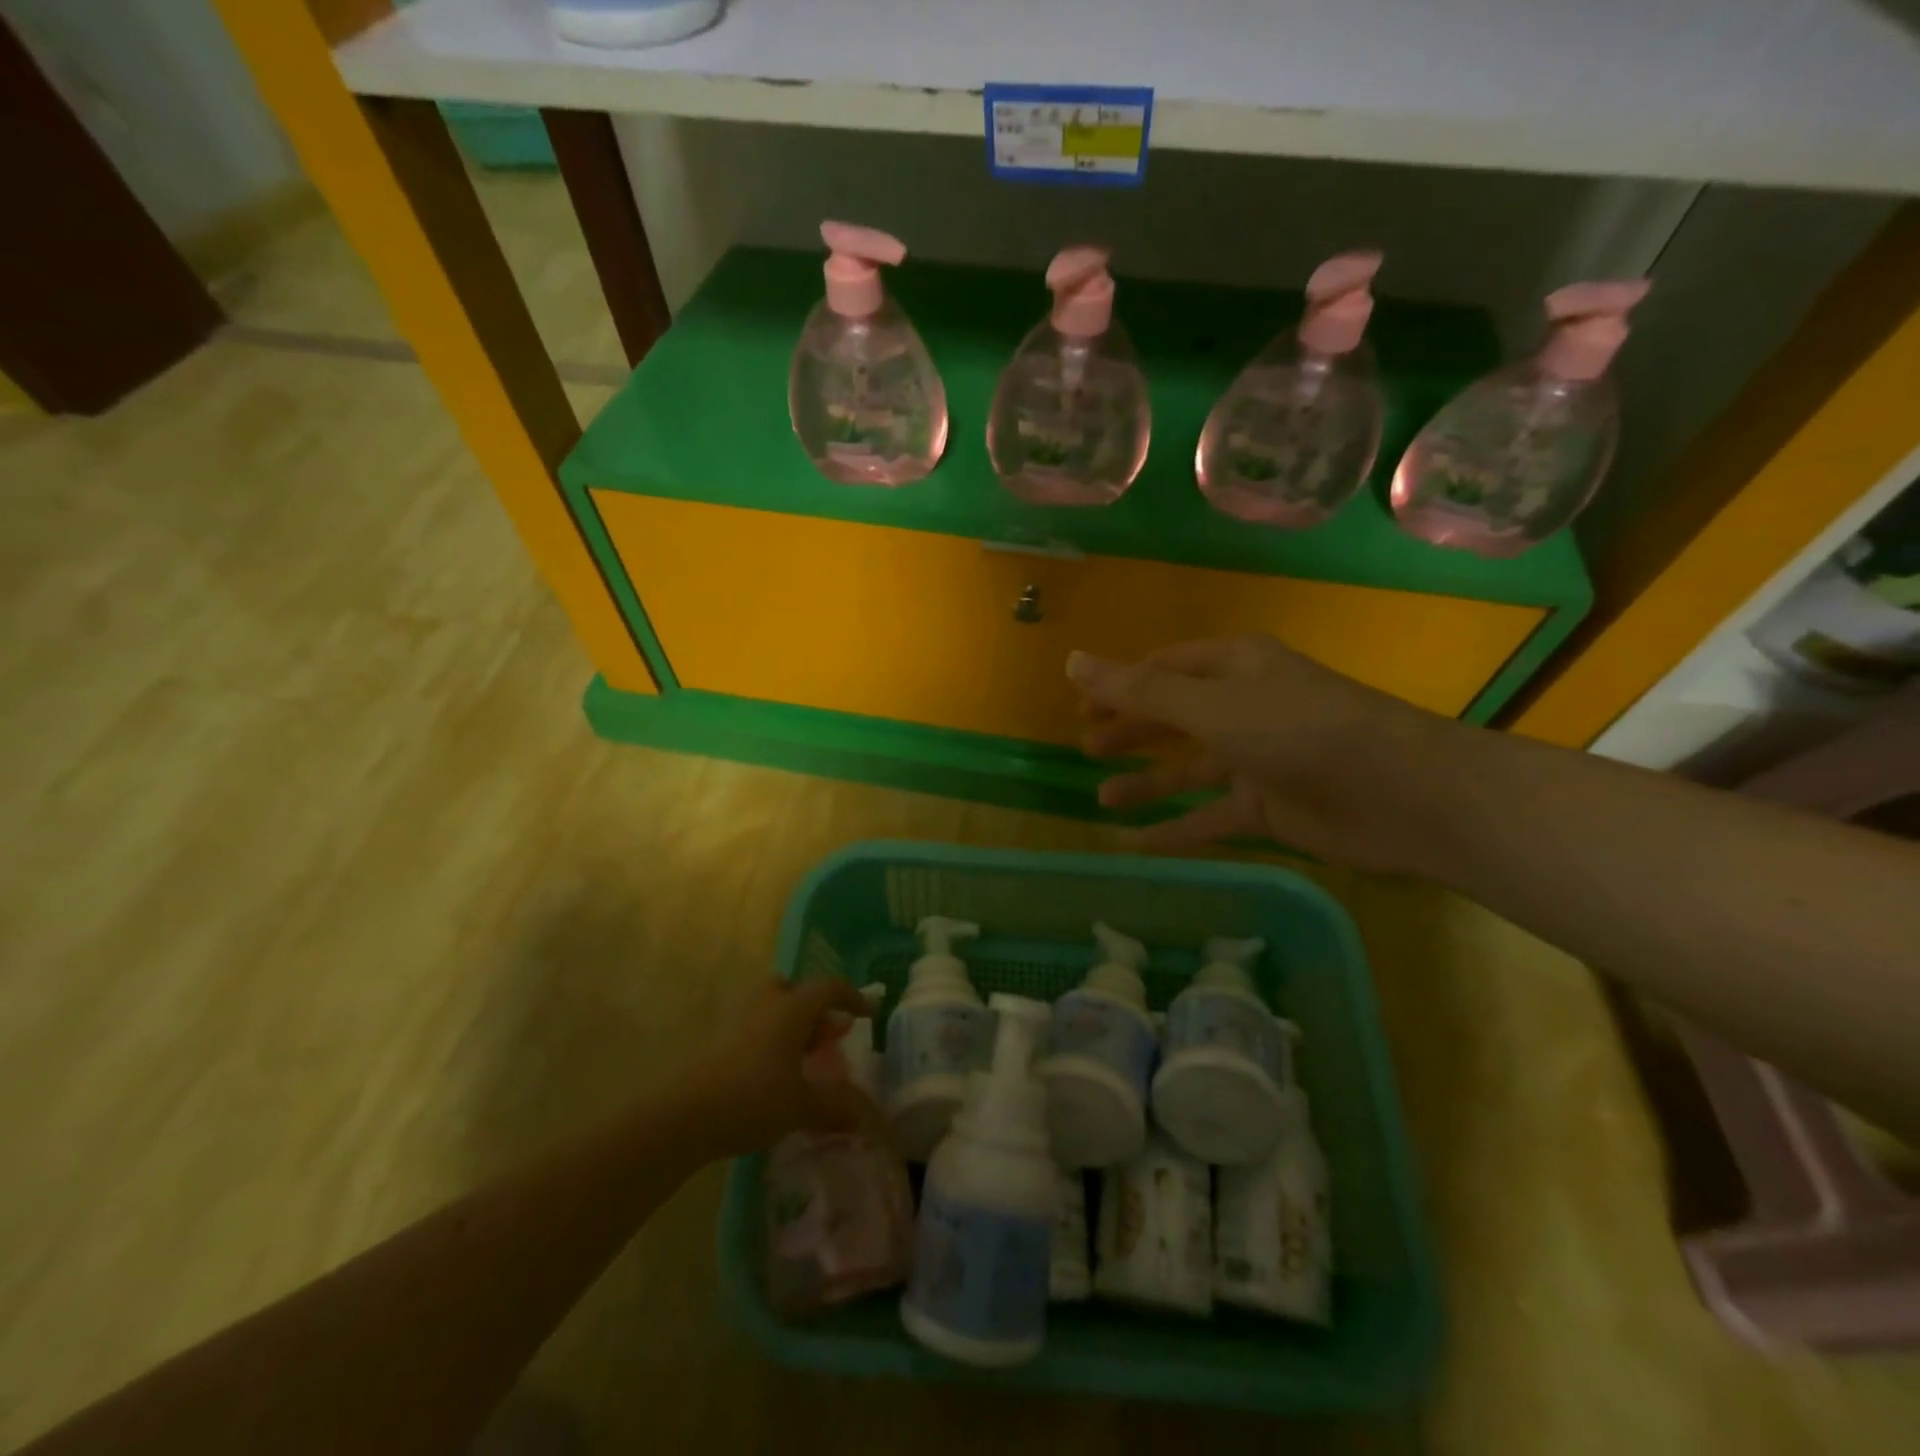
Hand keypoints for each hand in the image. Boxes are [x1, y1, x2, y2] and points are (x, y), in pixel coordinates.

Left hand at [684, 977, 883, 1156]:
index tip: (868, 1014)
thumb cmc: (754, 1098)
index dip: (852, 998)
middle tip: (827, 1039)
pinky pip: (755, 1027)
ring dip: (791, 1025)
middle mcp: (767, 1003)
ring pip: (773, 1008)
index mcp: (793, 1008)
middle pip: (796, 991)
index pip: (829, 988)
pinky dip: (770, 1040)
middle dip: (815, 1010)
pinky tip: (772, 1075)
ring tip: (801, 1061)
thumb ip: (834, 1109)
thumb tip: (862, 1119)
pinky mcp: (718, 1038)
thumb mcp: (801, 1106)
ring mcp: (738, 1018)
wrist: (685, 1115)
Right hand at [1070, 635, 1459, 870]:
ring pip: (1190, 769)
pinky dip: (1178, 827)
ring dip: (1147, 782)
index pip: (1164, 668)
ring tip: (1101, 799)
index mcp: (1234, 666)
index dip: (1121, 685)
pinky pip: (1212, 816)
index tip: (1079, 707)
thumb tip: (1073, 661)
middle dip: (1130, 731)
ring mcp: (1258, 758)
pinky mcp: (1270, 806)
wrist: (1400, 794)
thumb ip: (1139, 691)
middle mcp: (1245, 706)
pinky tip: (1139, 843)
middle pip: (1174, 716)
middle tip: (1086, 748)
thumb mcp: (1209, 707)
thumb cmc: (1297, 731)